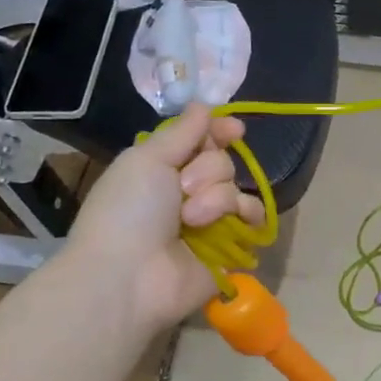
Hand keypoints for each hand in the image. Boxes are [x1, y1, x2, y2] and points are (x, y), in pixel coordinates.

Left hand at [66, 105, 265, 328]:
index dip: (219, 131)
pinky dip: (245, 216)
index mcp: (163, 168)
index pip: (202, 140)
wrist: (127, 276)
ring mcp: (210, 221)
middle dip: (207, 171)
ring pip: (236, 187)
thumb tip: (204, 105)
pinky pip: (253, 218)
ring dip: (218, 198)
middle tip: (182, 190)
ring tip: (193, 220)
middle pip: (222, 161)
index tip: (233, 129)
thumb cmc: (127, 211)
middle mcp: (188, 192)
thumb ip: (182, 131)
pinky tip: (228, 224)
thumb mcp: (146, 159)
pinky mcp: (230, 246)